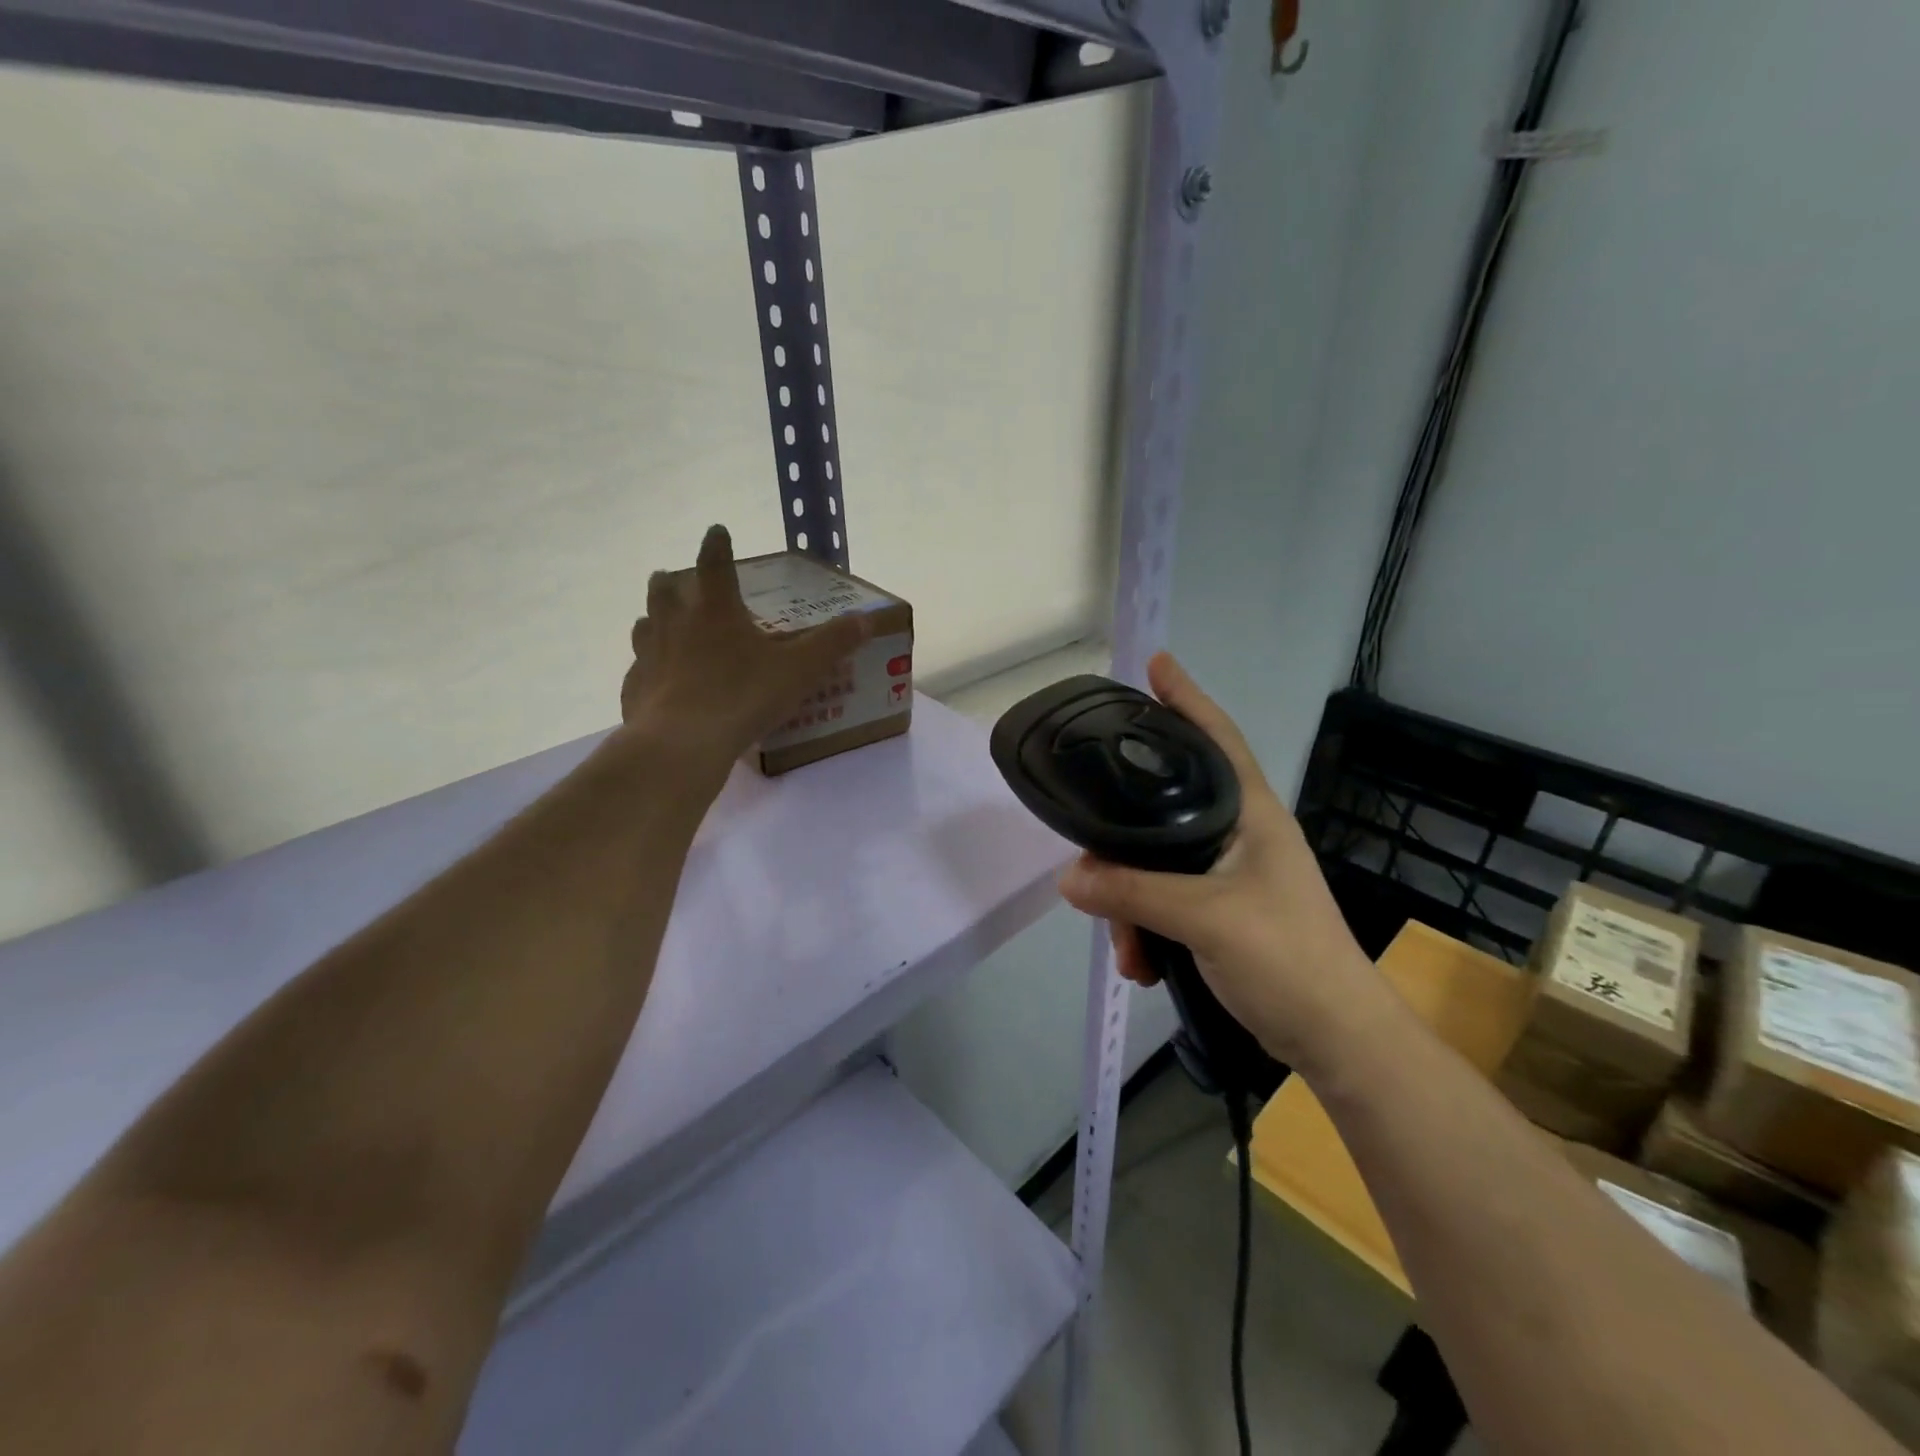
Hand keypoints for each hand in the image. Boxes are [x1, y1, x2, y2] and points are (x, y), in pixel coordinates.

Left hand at [620, 525, 869, 768]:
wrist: (683, 742)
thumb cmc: (744, 696)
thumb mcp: (800, 670)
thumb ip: (832, 643)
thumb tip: (865, 619)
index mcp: (716, 611)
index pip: (715, 564)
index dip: (717, 545)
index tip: (716, 531)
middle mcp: (676, 624)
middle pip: (666, 590)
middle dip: (672, 580)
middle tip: (674, 579)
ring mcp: (650, 655)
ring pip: (644, 625)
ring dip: (653, 619)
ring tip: (659, 623)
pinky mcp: (635, 688)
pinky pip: (638, 671)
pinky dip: (646, 669)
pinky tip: (654, 682)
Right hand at [1056, 653, 1388, 1070]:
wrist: (1335, 1039)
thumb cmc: (1288, 959)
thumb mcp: (1206, 919)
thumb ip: (1133, 893)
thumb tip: (1069, 876)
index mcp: (1251, 814)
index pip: (1216, 738)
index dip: (1187, 698)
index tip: (1156, 663)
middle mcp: (1238, 835)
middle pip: (1164, 809)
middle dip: (1123, 841)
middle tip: (1091, 856)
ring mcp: (1229, 875)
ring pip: (1155, 865)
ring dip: (1130, 904)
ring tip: (1128, 948)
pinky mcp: (1220, 913)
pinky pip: (1163, 903)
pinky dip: (1145, 930)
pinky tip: (1141, 964)